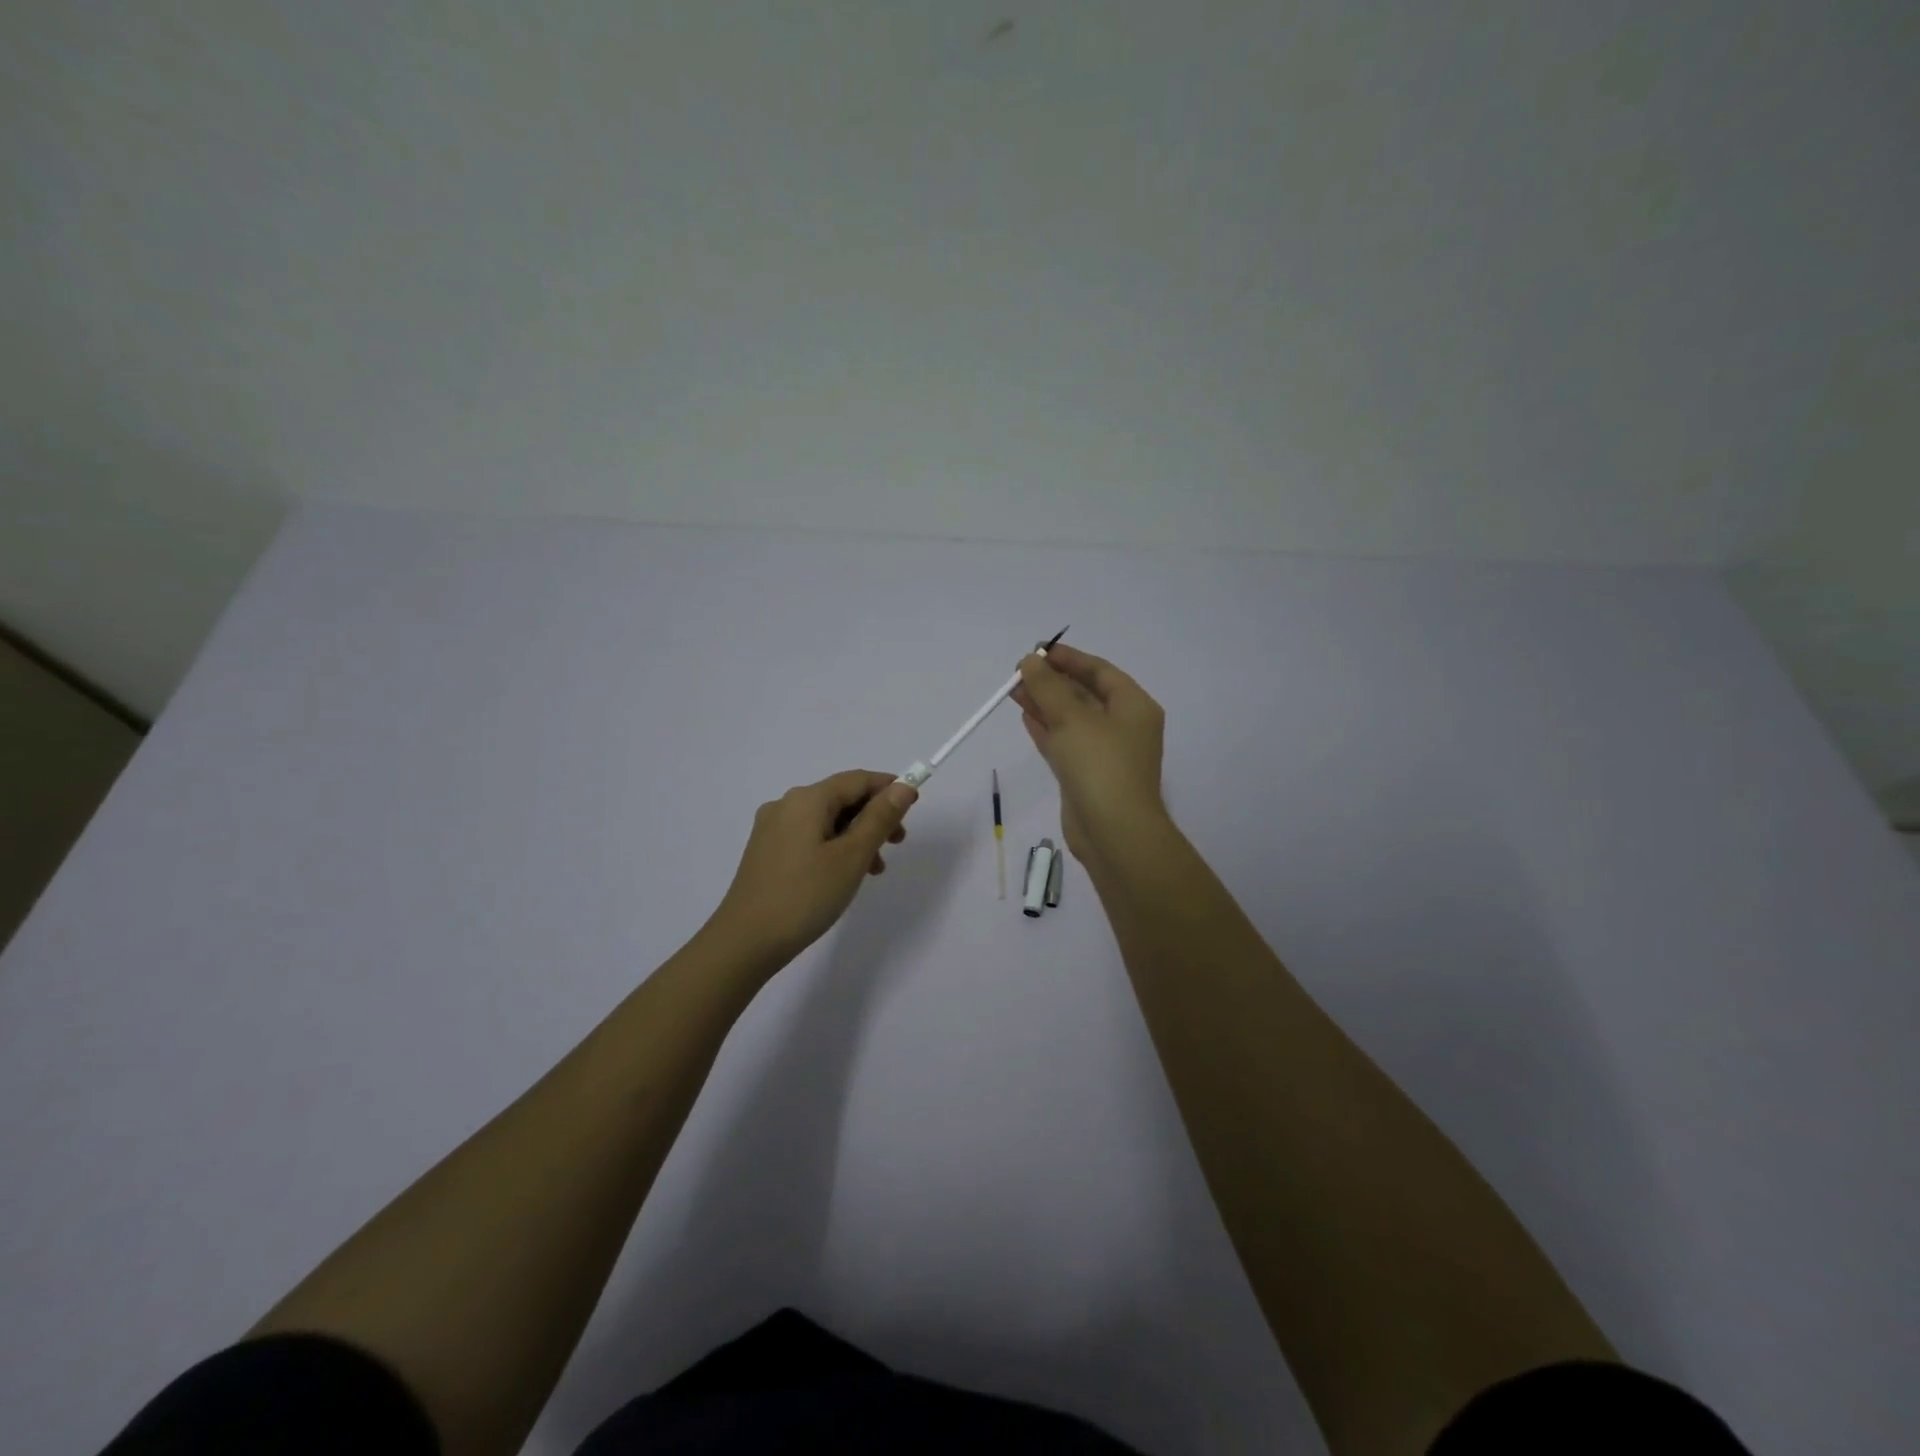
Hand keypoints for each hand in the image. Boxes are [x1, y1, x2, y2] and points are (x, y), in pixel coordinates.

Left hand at [708, 770, 917, 968]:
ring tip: (875, 869)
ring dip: (856, 836)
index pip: (857, 780)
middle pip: (841, 798)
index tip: (914, 806)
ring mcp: (772, 829)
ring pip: (826, 820)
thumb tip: (902, 787)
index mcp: (807, 799)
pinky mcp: (766, 852)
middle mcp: (786, 805)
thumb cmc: (805, 896)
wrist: (745, 942)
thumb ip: (880, 818)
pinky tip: (844, 875)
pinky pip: (810, 837)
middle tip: (898, 842)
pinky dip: (834, 847)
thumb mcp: (852, 856)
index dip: (889, 787)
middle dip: (874, 815)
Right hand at [1011, 643, 1167, 863]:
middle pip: (1085, 694)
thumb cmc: (1100, 765)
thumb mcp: (1072, 718)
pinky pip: (1065, 743)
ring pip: (1071, 720)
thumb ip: (1047, 686)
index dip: (1068, 658)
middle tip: (1018, 672)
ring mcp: (1105, 753)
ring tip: (1012, 690)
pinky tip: (1025, 716)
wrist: (1113, 832)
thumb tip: (1029, 662)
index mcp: (1134, 706)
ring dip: (1044, 704)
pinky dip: (1046, 729)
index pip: (1100, 671)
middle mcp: (1124, 726)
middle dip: (1052, 682)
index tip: (1036, 651)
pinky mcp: (1087, 776)